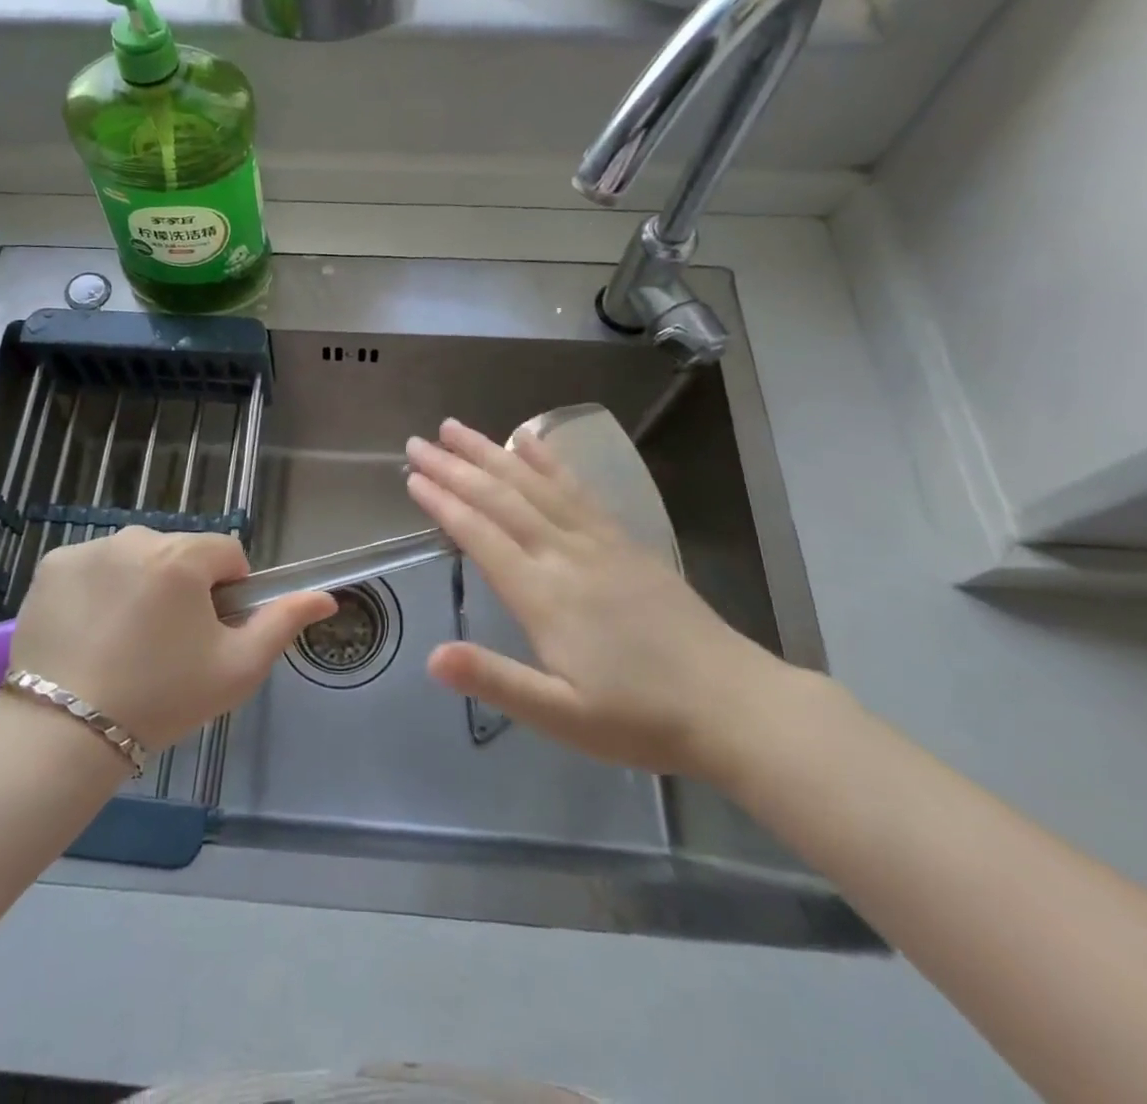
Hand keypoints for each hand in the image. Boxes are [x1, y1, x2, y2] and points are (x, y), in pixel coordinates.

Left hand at [6, 527, 336, 751]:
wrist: (65, 733)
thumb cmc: (162, 699)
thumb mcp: (237, 668)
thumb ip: (283, 623)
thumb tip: (326, 597)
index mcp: (182, 556)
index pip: (227, 553)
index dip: (228, 592)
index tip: (209, 633)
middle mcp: (135, 538)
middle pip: (179, 553)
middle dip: (183, 587)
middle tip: (167, 645)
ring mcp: (88, 549)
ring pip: (136, 558)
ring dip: (141, 585)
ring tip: (124, 642)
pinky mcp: (52, 565)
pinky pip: (94, 566)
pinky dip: (98, 589)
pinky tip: (90, 633)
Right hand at [405, 418, 791, 778]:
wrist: (734, 706)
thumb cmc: (640, 718)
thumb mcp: (562, 716)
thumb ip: (496, 680)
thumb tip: (431, 658)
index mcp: (544, 595)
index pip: (481, 536)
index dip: (444, 504)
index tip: (412, 477)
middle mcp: (566, 554)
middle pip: (501, 499)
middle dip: (455, 467)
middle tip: (417, 442)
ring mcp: (598, 541)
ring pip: (535, 484)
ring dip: (491, 452)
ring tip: (457, 428)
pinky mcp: (624, 540)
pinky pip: (578, 489)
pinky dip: (549, 461)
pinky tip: (530, 441)